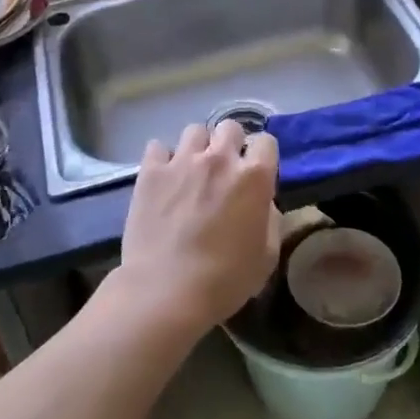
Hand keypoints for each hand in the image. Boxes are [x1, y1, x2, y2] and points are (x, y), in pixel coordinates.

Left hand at [111, 121, 281, 336]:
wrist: (166, 291)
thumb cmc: (225, 280)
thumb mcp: (266, 256)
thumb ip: (269, 219)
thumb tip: (262, 203)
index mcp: (254, 177)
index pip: (266, 141)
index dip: (262, 156)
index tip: (256, 173)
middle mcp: (220, 158)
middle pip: (230, 127)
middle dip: (230, 144)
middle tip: (224, 170)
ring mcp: (182, 161)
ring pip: (194, 130)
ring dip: (197, 147)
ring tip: (191, 171)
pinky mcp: (150, 171)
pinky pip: (158, 147)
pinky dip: (163, 158)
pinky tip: (163, 177)